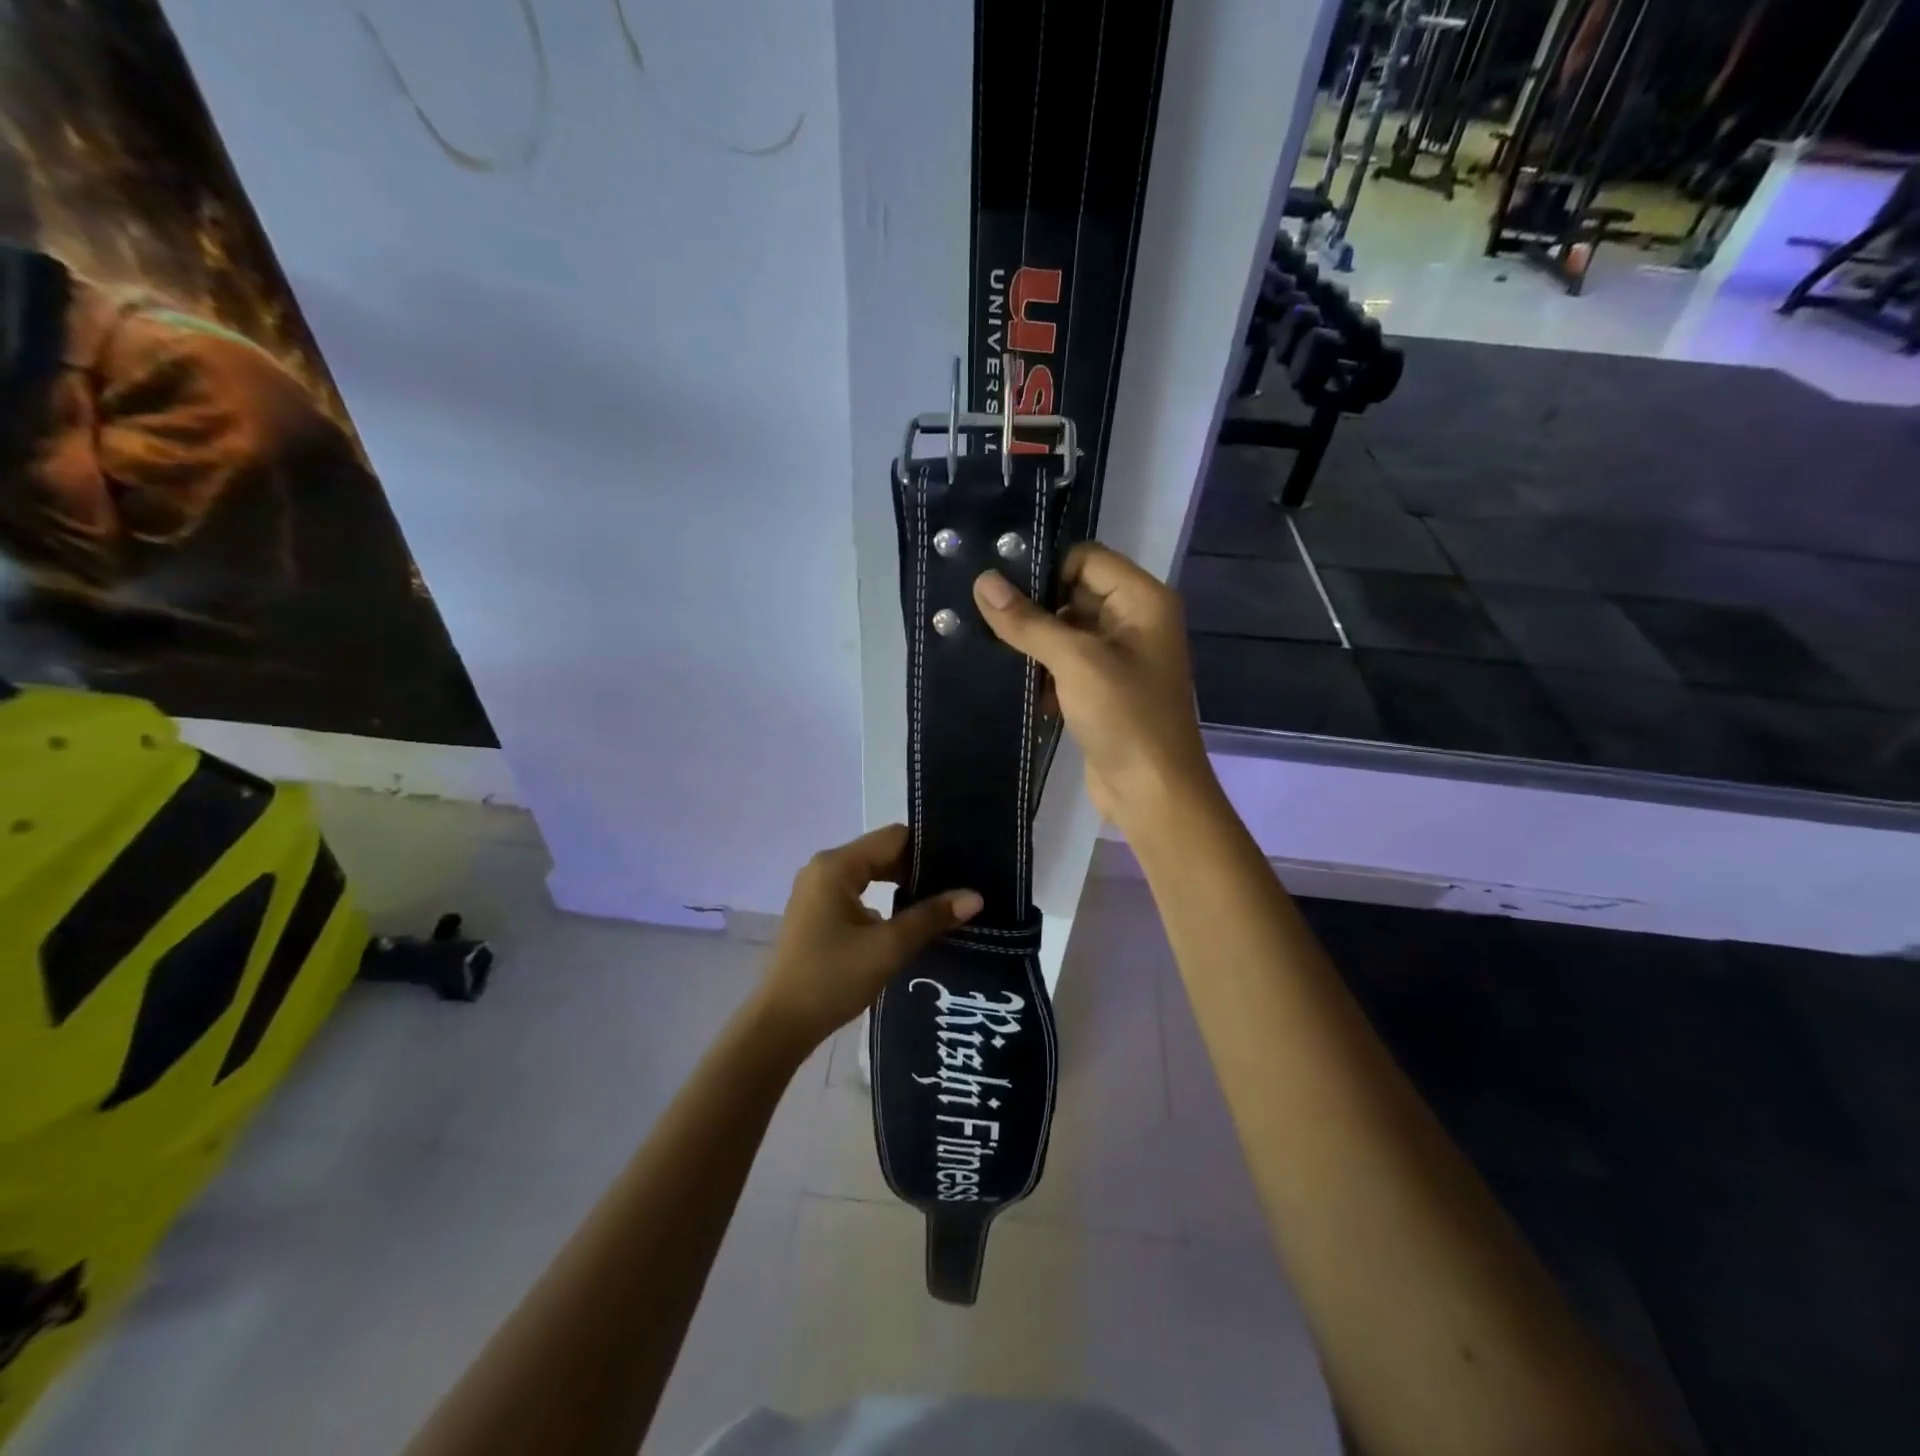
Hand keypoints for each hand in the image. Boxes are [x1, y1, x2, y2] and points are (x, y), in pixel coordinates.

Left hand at [750, 825, 981, 1050]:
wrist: (780, 1025)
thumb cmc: (832, 978)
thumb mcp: (888, 947)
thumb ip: (931, 916)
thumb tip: (975, 896)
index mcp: (837, 865)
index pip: (894, 838)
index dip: (930, 848)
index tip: (964, 862)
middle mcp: (824, 868)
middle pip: (882, 853)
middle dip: (919, 869)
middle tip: (961, 883)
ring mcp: (817, 891)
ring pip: (871, 875)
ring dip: (903, 887)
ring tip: (944, 901)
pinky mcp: (817, 913)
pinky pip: (859, 893)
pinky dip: (885, 901)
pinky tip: (911, 920)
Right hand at [973, 543, 1213, 831]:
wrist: (1152, 792)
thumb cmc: (1125, 716)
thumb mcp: (1075, 661)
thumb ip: (1028, 621)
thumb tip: (984, 582)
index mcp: (1142, 600)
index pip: (1086, 559)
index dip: (1045, 566)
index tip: (997, 581)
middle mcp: (1135, 621)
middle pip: (1075, 593)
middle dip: (1033, 605)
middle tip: (980, 610)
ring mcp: (1120, 658)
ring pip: (1067, 631)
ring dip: (1034, 640)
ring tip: (985, 641)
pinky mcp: (1104, 690)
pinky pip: (1067, 664)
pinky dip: (1043, 669)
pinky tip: (1011, 678)